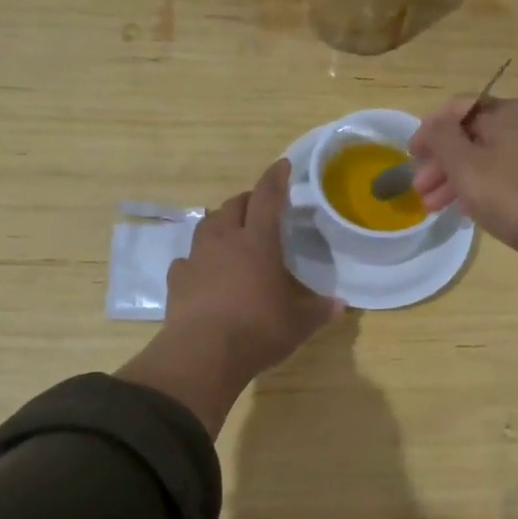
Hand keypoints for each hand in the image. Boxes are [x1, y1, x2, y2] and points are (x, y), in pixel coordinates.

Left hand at [164, 158, 339, 377]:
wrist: (202, 353)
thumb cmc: (258, 329)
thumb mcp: (299, 323)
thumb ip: (319, 310)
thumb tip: (340, 305)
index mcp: (258, 242)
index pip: (268, 197)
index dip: (276, 178)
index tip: (282, 165)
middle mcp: (225, 240)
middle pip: (234, 205)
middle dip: (249, 200)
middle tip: (261, 208)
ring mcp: (197, 257)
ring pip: (208, 225)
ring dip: (222, 222)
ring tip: (233, 234)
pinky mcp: (177, 279)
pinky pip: (188, 258)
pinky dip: (199, 259)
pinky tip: (205, 271)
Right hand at [408, 97, 517, 274]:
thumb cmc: (517, 197)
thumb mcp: (467, 167)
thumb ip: (441, 140)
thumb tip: (432, 124)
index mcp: (507, 113)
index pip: (457, 109)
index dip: (429, 130)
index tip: (411, 157)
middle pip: (473, 135)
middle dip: (441, 162)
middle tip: (420, 190)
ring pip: (489, 158)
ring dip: (458, 179)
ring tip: (435, 208)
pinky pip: (508, 174)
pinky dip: (484, 187)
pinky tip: (470, 210)